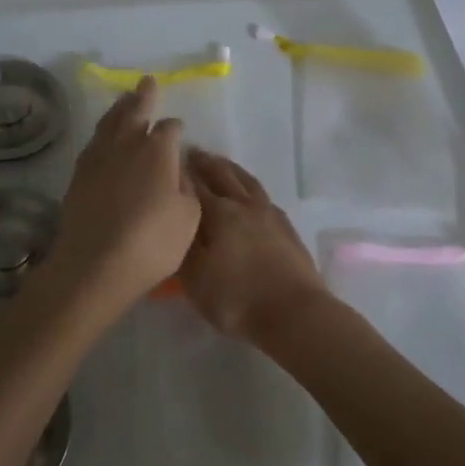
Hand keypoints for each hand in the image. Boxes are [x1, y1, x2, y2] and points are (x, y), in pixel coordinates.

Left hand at [42, 77, 199, 311]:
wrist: (95, 265)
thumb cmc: (152, 243)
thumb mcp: (188, 217)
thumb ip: (186, 187)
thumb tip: (177, 168)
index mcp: (158, 150)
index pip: (169, 129)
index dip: (175, 128)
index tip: (178, 129)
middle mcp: (127, 145)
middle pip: (135, 111)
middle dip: (143, 96)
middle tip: (146, 81)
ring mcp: (98, 158)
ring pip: (110, 123)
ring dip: (120, 108)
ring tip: (125, 98)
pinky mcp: (79, 175)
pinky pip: (94, 142)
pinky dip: (102, 132)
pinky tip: (104, 136)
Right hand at [179, 150, 330, 343]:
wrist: (295, 313)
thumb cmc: (237, 299)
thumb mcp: (195, 280)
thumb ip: (182, 246)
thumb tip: (174, 219)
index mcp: (218, 214)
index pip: (194, 185)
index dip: (181, 172)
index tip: (169, 159)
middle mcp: (243, 205)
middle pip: (222, 175)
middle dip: (206, 163)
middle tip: (193, 152)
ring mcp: (269, 214)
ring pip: (247, 182)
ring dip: (231, 169)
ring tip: (221, 163)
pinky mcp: (287, 227)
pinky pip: (264, 197)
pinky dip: (251, 188)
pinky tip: (251, 194)